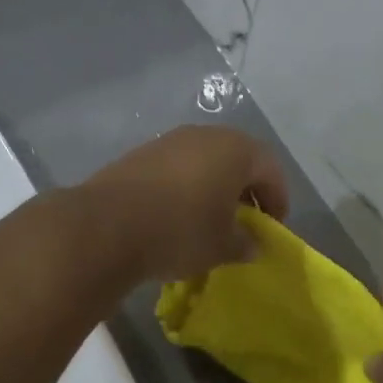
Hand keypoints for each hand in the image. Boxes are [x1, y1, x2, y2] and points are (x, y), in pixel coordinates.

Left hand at [81, 127, 289, 283]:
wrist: (106, 226)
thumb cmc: (180, 232)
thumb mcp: (222, 246)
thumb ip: (244, 243)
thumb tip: (251, 244)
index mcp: (235, 149)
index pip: (270, 169)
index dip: (277, 199)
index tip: (271, 228)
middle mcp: (203, 135)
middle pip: (236, 159)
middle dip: (245, 190)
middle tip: (244, 222)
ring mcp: (168, 142)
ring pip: (203, 162)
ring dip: (212, 188)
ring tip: (209, 222)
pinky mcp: (139, 154)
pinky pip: (175, 169)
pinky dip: (184, 189)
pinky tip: (175, 217)